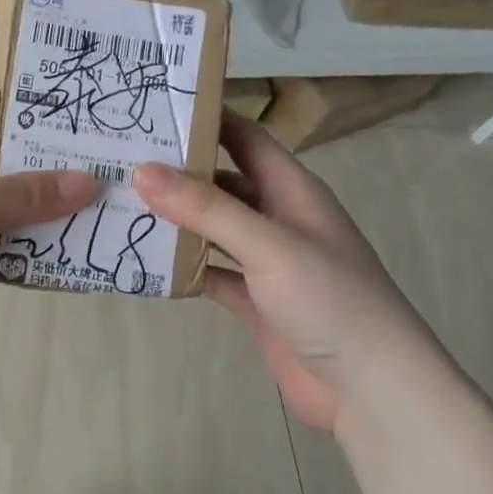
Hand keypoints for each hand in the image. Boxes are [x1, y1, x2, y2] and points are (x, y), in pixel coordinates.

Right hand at [133, 112, 453, 433]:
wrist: (371, 390)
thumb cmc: (330, 300)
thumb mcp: (268, 244)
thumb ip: (206, 208)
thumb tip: (143, 170)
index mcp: (292, 190)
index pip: (245, 137)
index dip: (206, 117)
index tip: (153, 103)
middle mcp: (278, 218)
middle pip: (222, 182)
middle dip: (178, 170)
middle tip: (121, 157)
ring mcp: (266, 262)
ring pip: (213, 228)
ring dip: (176, 219)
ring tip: (121, 203)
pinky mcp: (254, 300)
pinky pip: (211, 272)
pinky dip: (183, 268)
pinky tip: (144, 262)